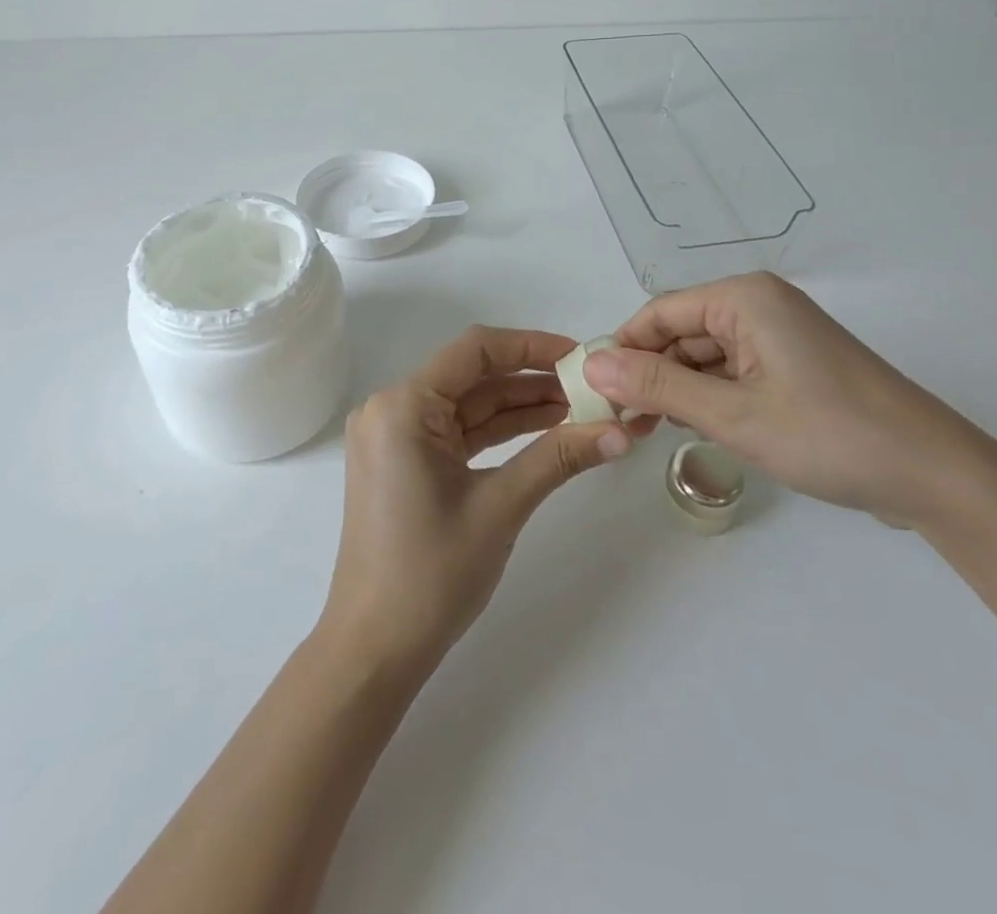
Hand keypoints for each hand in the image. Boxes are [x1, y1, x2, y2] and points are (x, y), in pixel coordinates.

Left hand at [320, 326, 639, 673]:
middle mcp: (392, 409)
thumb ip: (558, 459)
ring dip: (522, 407)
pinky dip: (500, 432)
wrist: (374, 650)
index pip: (475, 350)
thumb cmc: (430, 575)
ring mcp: (396, 436)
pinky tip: (546, 432)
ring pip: (469, 406)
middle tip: (593, 388)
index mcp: (403, 405)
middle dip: (534, 381)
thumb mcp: (500, 507)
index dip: (532, 346)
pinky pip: (458, 432)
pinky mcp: (405, 462)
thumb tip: (622, 432)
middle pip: (474, 377)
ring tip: (583, 410)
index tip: (581, 357)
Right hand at [582, 272, 984, 527]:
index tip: (594, 391)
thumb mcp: (733, 414)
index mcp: (744, 298)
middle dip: (649, 372)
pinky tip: (694, 427)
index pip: (659, 312)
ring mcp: (780, 335)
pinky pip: (733, 370)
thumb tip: (592, 364)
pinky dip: (709, 396)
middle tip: (620, 420)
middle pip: (681, 331)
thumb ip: (658, 385)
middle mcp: (759, 305)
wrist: (934, 474)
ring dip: (678, 387)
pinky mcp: (793, 365)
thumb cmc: (829, 434)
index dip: (623, 349)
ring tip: (650, 430)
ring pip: (705, 354)